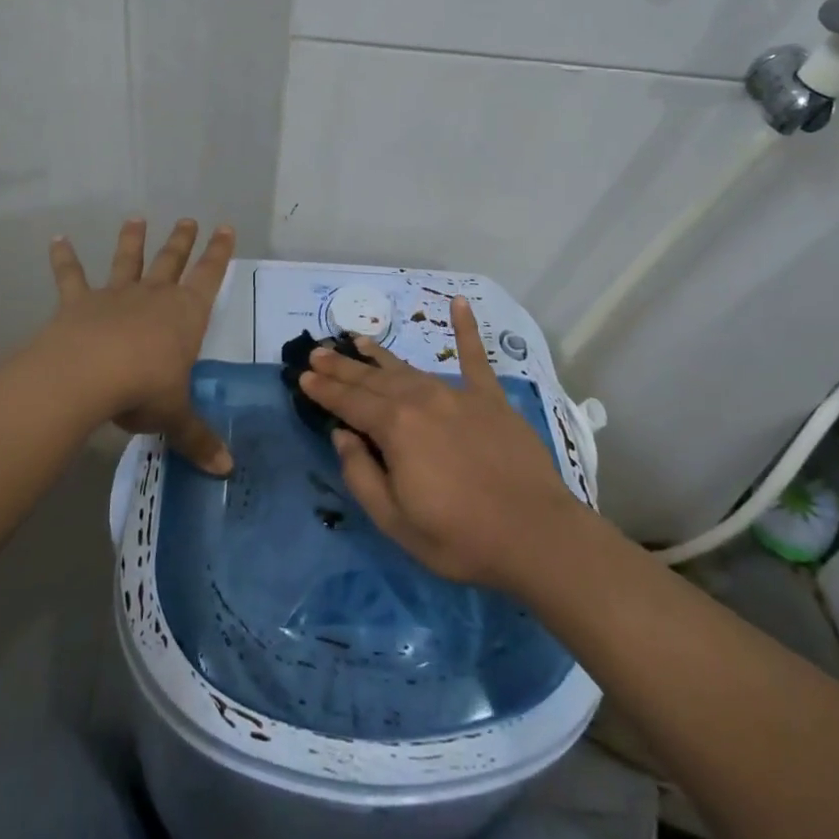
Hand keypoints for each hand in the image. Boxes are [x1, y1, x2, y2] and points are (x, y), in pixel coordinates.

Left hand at [38, 218, 235, 474]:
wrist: (88, 376)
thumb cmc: (143, 389)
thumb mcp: (175, 416)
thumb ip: (198, 439)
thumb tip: (226, 470)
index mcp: (185, 315)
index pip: (209, 276)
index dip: (219, 253)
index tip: (225, 227)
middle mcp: (154, 296)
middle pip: (171, 261)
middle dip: (181, 241)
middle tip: (188, 219)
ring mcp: (115, 295)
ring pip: (127, 260)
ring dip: (132, 240)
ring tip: (135, 218)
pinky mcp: (78, 303)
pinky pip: (71, 276)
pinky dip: (64, 258)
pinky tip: (57, 238)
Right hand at [299, 296, 591, 593]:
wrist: (535, 535)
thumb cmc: (459, 536)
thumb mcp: (395, 520)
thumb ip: (361, 474)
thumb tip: (342, 436)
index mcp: (395, 427)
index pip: (349, 402)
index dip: (324, 390)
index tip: (303, 376)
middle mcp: (421, 399)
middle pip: (373, 379)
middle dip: (343, 366)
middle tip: (318, 352)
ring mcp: (458, 394)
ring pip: (409, 368)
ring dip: (380, 355)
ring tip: (358, 340)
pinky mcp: (491, 399)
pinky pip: (475, 358)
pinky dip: (467, 329)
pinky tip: (459, 303)